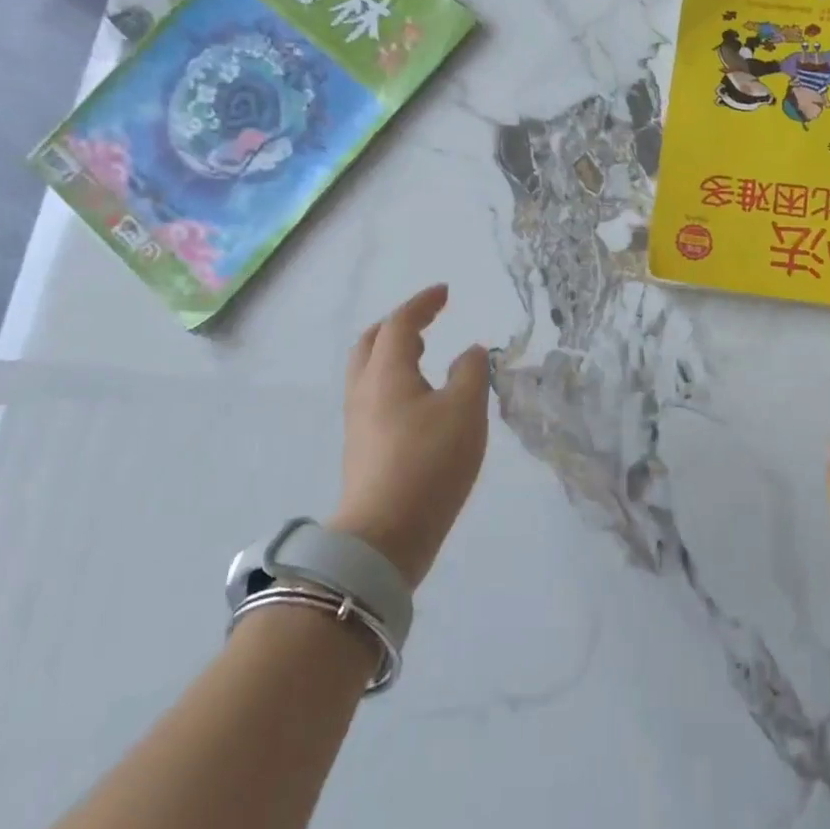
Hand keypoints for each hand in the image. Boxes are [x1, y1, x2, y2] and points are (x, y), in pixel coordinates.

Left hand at [330, 284, 490, 587]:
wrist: (384, 536)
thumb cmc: (428, 462)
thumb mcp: (465, 410)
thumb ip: (471, 373)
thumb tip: (469, 352)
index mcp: (386, 372)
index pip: (399, 323)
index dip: (422, 303)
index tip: (445, 292)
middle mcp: (364, 390)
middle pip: (371, 343)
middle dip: (398, 325)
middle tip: (426, 320)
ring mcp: (358, 421)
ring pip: (369, 371)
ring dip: (393, 353)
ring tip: (423, 355)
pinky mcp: (362, 448)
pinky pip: (374, 396)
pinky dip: (394, 380)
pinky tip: (419, 399)